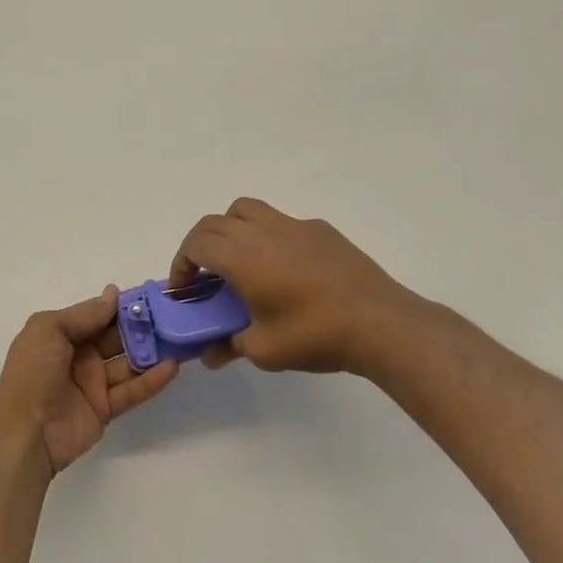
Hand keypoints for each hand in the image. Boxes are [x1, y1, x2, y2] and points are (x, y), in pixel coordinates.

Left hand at [0, 287, 178, 474]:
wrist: (24, 432)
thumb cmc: (32, 372)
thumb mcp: (49, 329)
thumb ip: (85, 313)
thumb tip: (113, 293)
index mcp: (61, 334)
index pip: (97, 315)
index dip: (122, 306)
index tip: (152, 295)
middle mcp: (78, 355)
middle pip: (116, 337)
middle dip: (142, 327)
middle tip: (174, 316)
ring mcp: (92, 383)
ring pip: (128, 363)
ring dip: (152, 352)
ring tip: (181, 339)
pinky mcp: (105, 409)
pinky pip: (132, 391)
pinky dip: (151, 380)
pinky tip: (172, 367)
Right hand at [170, 198, 438, 375]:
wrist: (380, 323)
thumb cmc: (315, 335)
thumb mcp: (265, 351)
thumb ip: (230, 345)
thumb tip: (211, 353)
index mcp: (243, 257)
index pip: (197, 243)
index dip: (182, 263)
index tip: (185, 289)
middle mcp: (264, 231)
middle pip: (216, 222)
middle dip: (200, 245)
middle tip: (203, 275)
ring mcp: (294, 225)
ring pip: (247, 210)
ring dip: (230, 229)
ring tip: (238, 261)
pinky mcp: (321, 230)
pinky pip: (281, 222)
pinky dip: (266, 236)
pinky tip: (283, 269)